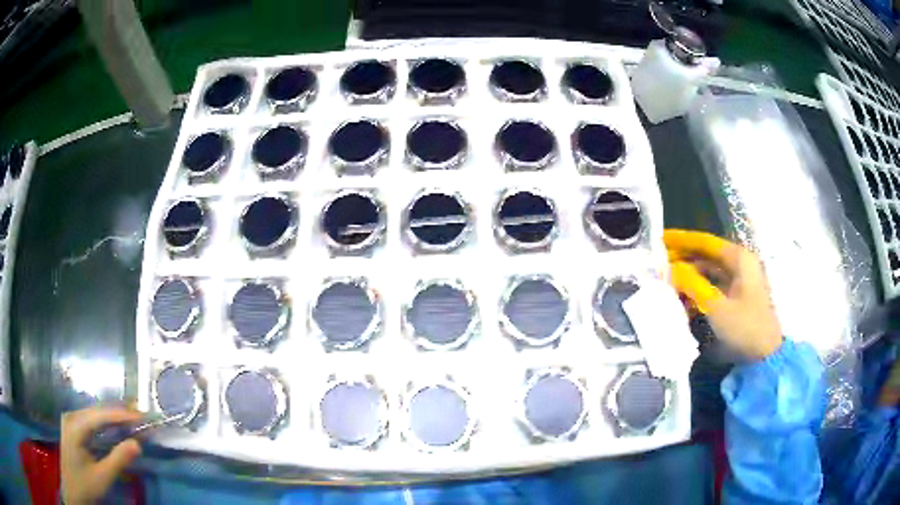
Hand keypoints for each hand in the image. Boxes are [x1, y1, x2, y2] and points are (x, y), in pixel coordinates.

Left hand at [61, 407, 142, 504]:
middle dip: (119, 415)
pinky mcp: (73, 428)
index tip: (142, 417)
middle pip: (97, 412)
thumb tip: (138, 444)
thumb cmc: (86, 486)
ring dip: (113, 419)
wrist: (73, 492)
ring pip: (95, 415)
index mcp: (75, 426)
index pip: (101, 415)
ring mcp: (71, 421)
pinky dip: (106, 425)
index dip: (122, 415)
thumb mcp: (103, 477)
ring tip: (132, 422)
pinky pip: (91, 422)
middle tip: (141, 419)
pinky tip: (116, 429)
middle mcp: (71, 417)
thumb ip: (118, 460)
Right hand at [665, 229, 782, 359]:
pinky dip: (698, 288)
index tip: (660, 239)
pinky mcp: (737, 297)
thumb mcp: (716, 306)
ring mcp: (740, 281)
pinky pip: (714, 285)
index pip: (706, 242)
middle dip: (684, 258)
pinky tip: (683, 297)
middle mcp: (740, 264)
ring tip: (667, 279)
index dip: (682, 240)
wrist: (764, 355)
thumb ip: (692, 284)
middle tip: (659, 262)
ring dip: (689, 274)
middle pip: (707, 255)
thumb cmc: (744, 326)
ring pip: (709, 271)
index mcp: (739, 259)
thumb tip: (669, 268)